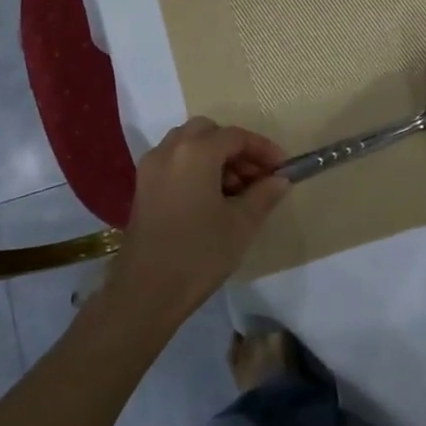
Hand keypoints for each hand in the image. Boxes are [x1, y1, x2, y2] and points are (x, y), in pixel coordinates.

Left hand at [105, 118, 290, 329]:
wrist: (146, 292)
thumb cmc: (199, 254)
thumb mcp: (241, 224)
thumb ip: (264, 194)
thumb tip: (280, 179)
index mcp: (195, 152)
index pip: (235, 136)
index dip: (262, 149)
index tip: (282, 168)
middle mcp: (169, 150)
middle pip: (208, 132)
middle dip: (236, 148)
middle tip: (257, 176)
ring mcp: (151, 167)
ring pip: (188, 144)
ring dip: (215, 156)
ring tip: (237, 190)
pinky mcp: (142, 186)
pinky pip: (174, 161)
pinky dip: (195, 166)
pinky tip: (211, 198)